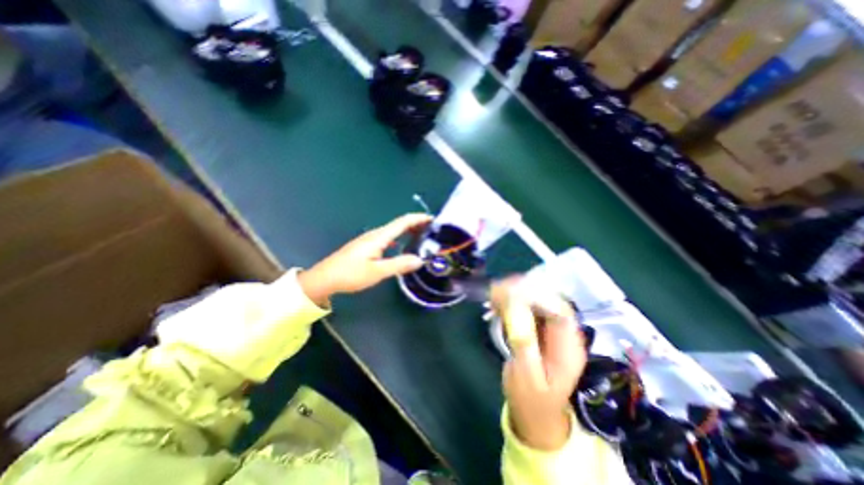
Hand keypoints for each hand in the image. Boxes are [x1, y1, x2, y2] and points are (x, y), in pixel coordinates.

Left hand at [298, 213, 432, 303]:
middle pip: (399, 224)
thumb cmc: (351, 274)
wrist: (325, 278)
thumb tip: (420, 260)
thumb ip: (399, 265)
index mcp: (379, 237)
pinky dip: (398, 239)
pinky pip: (387, 238)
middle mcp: (375, 234)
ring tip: (420, 237)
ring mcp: (369, 239)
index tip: (432, 219)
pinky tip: (400, 247)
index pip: (403, 222)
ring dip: (407, 231)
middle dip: (416, 224)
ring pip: (393, 231)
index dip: (418, 219)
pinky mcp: (366, 246)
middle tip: (431, 230)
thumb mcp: (377, 271)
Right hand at [492, 278, 587, 451]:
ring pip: (539, 302)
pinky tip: (498, 303)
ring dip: (517, 294)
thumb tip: (515, 312)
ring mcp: (553, 331)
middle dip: (524, 291)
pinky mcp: (541, 330)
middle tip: (498, 288)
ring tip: (494, 293)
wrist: (537, 414)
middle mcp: (565, 335)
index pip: (560, 312)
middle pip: (550, 301)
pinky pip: (529, 309)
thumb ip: (524, 345)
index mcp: (568, 349)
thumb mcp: (526, 377)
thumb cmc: (532, 400)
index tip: (511, 290)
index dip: (537, 296)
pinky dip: (513, 302)